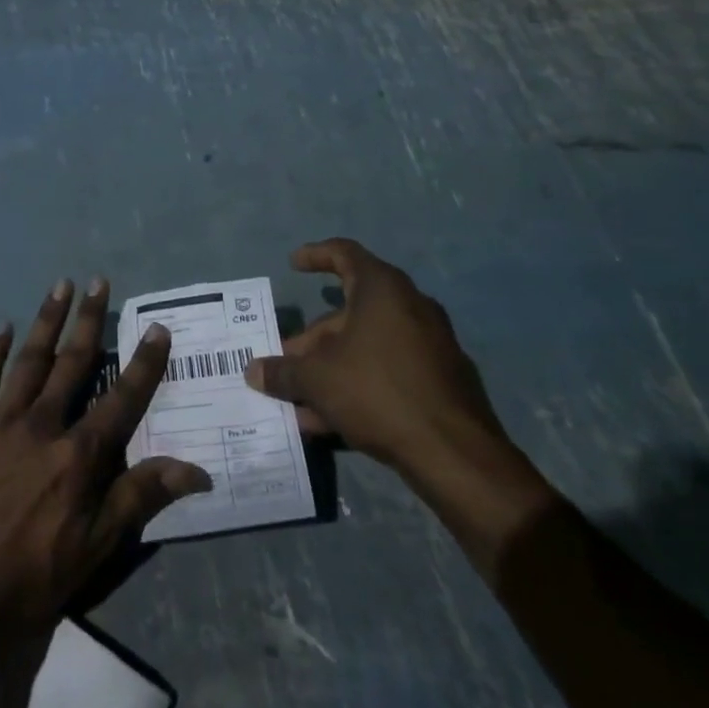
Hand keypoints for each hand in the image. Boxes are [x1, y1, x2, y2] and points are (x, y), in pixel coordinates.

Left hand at [0, 278, 211, 631]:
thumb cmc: (37, 570)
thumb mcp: (99, 544)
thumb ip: (142, 496)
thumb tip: (198, 470)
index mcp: (79, 453)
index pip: (122, 398)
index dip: (144, 363)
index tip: (158, 328)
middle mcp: (44, 425)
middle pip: (73, 363)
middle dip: (90, 320)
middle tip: (99, 282)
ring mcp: (3, 422)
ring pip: (29, 360)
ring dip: (46, 320)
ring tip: (60, 286)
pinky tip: (2, 328)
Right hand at [245, 240, 547, 539]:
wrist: (454, 453)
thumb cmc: (377, 391)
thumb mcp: (317, 379)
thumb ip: (282, 372)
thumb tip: (254, 371)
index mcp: (383, 290)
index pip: (345, 254)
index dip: (316, 255)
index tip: (294, 264)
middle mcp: (410, 307)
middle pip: (349, 314)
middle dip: (312, 340)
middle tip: (285, 362)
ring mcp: (430, 345)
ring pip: (366, 347)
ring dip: (329, 369)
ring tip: (299, 400)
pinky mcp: (440, 380)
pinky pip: (386, 372)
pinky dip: (357, 385)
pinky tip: (329, 421)